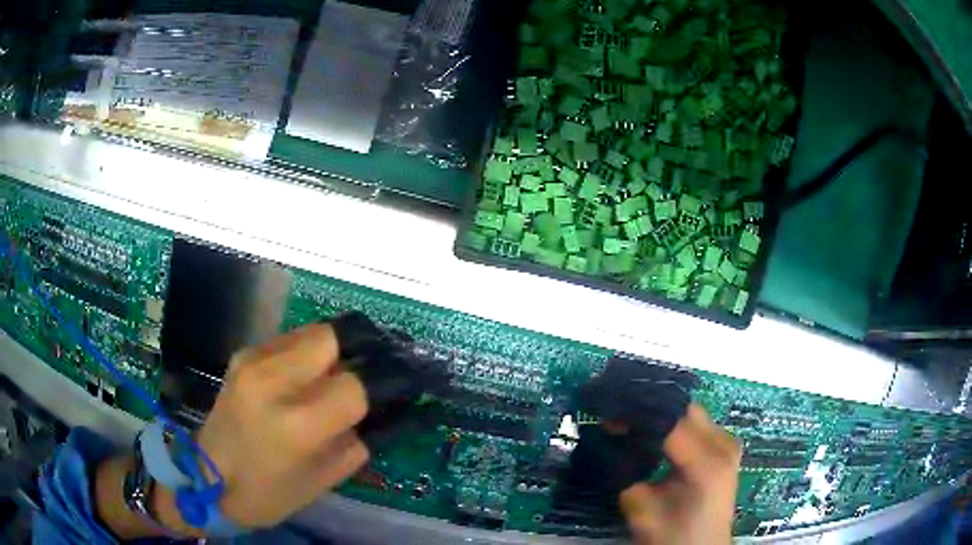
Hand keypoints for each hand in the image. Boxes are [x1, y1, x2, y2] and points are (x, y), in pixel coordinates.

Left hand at [97, 324, 370, 538]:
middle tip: (364, 374)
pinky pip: (288, 340)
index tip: (392, 391)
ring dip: (331, 351)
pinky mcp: (242, 356)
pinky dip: (306, 353)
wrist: (206, 477)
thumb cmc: (266, 493)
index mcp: (294, 425)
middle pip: (331, 337)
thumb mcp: (321, 481)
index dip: (379, 387)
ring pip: (311, 333)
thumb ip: (356, 443)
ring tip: (334, 377)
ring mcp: (252, 362)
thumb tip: (377, 412)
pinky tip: (304, 378)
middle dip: (355, 352)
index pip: (354, 386)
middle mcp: (271, 381)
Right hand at [620, 404, 740, 544]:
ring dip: (662, 416)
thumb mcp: (641, 510)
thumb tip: (608, 440)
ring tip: (632, 424)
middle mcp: (724, 445)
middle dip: (650, 410)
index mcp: (706, 463)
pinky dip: (674, 425)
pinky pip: (698, 425)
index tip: (608, 416)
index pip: (670, 422)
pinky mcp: (726, 449)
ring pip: (691, 414)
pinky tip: (655, 435)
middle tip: (618, 417)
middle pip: (684, 410)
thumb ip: (625, 473)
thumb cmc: (672, 536)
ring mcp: (728, 444)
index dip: (637, 415)